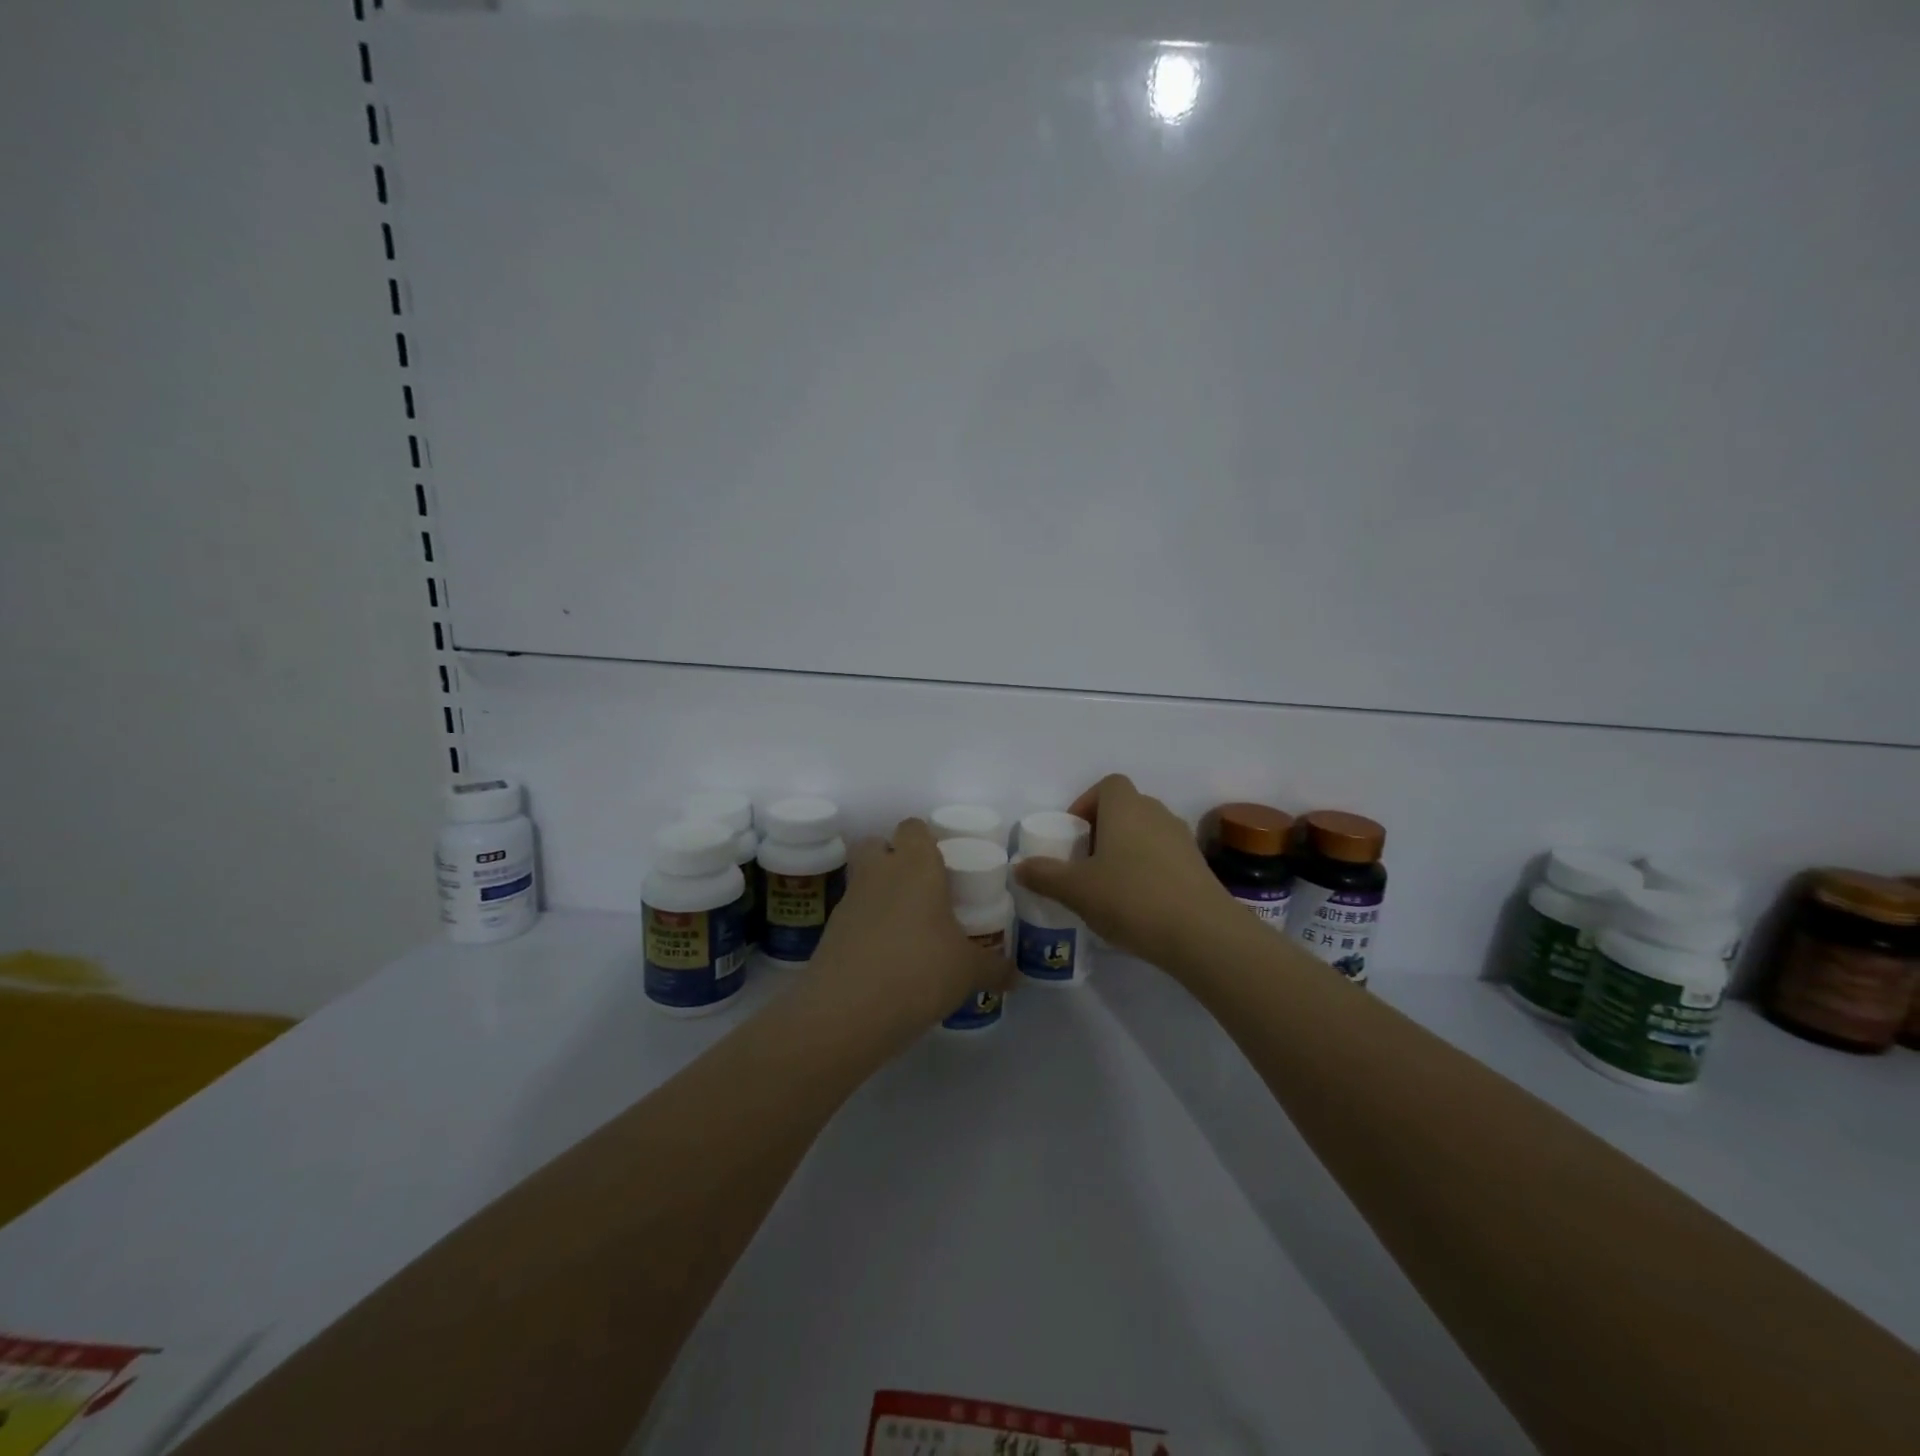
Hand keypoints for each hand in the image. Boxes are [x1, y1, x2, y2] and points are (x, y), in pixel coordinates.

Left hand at [811, 817, 1012, 1027]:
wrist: (849, 1010)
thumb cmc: (920, 970)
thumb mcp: (968, 971)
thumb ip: (994, 968)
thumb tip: (1017, 977)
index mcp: (916, 865)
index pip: (914, 828)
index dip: (926, 840)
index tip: (944, 864)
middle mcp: (879, 872)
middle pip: (876, 844)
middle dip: (893, 858)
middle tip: (922, 889)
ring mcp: (849, 900)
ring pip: (861, 879)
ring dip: (879, 893)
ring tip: (906, 928)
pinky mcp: (830, 931)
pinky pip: (851, 915)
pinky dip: (865, 927)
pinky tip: (885, 957)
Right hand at [1013, 774, 1239, 968]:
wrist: (1202, 933)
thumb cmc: (1131, 898)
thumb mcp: (1076, 890)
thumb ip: (1045, 875)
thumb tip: (1020, 867)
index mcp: (1125, 807)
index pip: (1107, 785)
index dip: (1087, 803)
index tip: (1074, 835)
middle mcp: (1156, 813)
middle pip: (1126, 809)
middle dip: (1104, 830)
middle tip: (1085, 863)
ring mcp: (1183, 840)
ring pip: (1147, 834)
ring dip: (1127, 851)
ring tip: (1109, 887)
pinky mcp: (1199, 868)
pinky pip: (1165, 858)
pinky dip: (1149, 871)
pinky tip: (1138, 905)